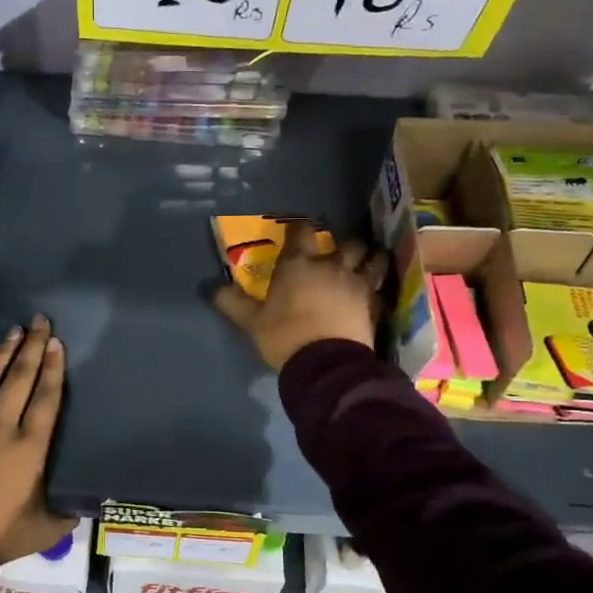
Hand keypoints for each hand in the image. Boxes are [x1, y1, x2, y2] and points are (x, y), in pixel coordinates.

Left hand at [0, 315, 77, 563]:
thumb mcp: (43, 530)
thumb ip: (64, 513)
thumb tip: (81, 504)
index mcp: (29, 448)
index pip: (45, 399)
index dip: (53, 369)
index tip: (56, 344)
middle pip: (18, 379)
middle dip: (31, 348)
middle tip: (39, 322)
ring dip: (1, 353)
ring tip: (12, 331)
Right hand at [213, 221, 387, 371]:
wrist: (326, 365)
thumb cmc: (285, 337)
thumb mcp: (252, 323)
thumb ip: (233, 303)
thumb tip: (211, 289)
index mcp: (298, 265)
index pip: (301, 232)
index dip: (300, 228)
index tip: (297, 230)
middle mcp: (331, 266)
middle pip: (346, 242)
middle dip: (343, 243)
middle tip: (338, 251)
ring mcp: (357, 283)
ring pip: (373, 258)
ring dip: (370, 257)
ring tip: (367, 261)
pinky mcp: (374, 304)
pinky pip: (381, 285)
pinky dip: (379, 284)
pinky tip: (376, 289)